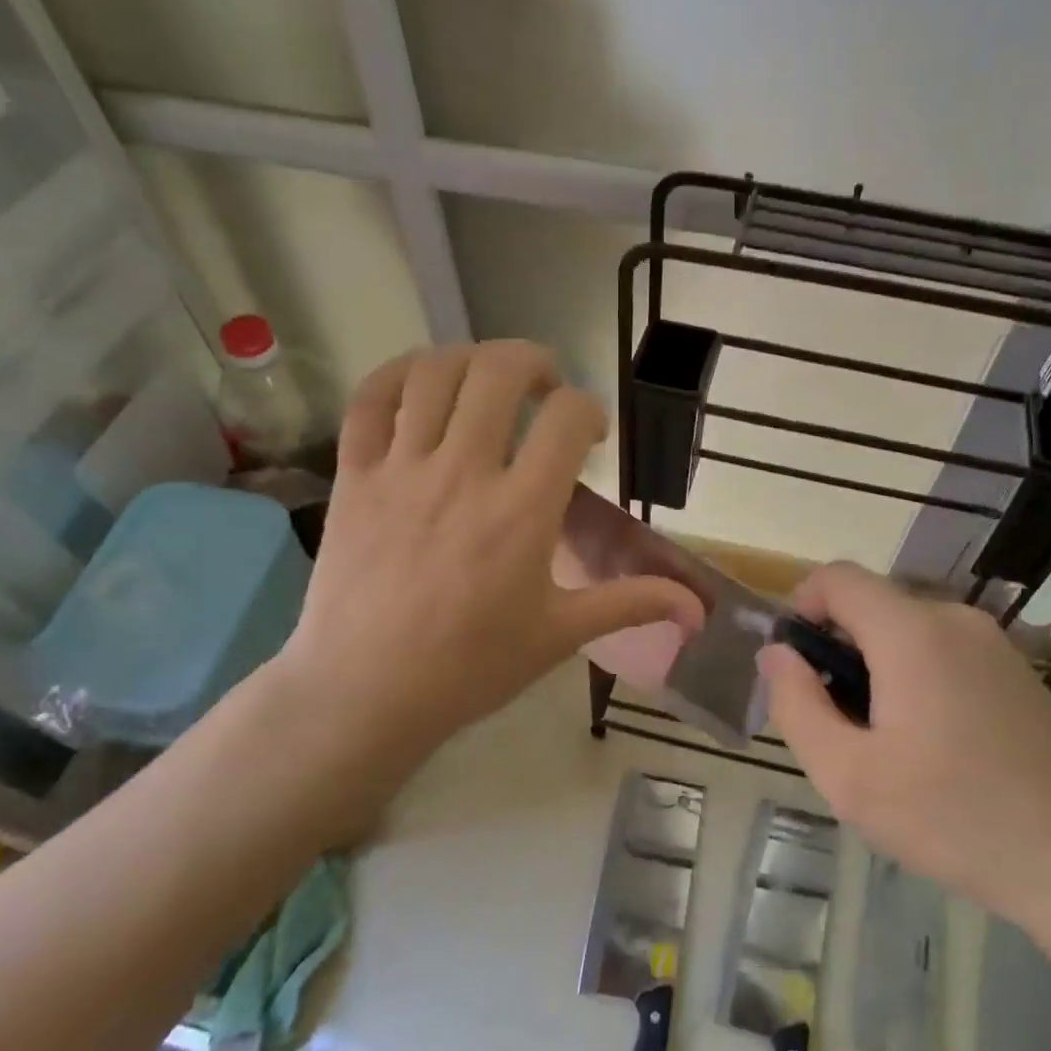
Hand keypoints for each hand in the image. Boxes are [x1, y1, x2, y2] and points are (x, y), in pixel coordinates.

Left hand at [272, 343, 703, 827]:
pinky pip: (369, 400)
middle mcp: (464, 473)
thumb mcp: (559, 635)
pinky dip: (397, 374)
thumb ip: (630, 604)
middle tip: (544, 386)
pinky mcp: (354, 477)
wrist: (366, 692)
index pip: (566, 418)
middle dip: (533, 362)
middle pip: (499, 372)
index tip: (589, 436)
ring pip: (434, 373)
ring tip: (486, 380)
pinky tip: (420, 383)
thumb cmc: (471, 667)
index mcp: (522, 511)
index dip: (588, 410)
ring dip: (470, 358)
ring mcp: (402, 469)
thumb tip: (696, 609)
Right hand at [757, 563, 1050, 945]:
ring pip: (908, 634)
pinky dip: (916, 681)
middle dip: (837, 652)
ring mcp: (996, 645)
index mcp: (912, 631)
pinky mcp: (1018, 674)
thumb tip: (775, 654)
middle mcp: (956, 620)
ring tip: (884, 748)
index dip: (800, 608)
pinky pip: (945, 655)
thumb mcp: (849, 776)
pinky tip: (932, 752)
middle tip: (836, 726)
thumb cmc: (955, 819)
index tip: (793, 667)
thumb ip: (796, 705)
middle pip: (872, 607)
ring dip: (876, 671)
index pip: (837, 578)